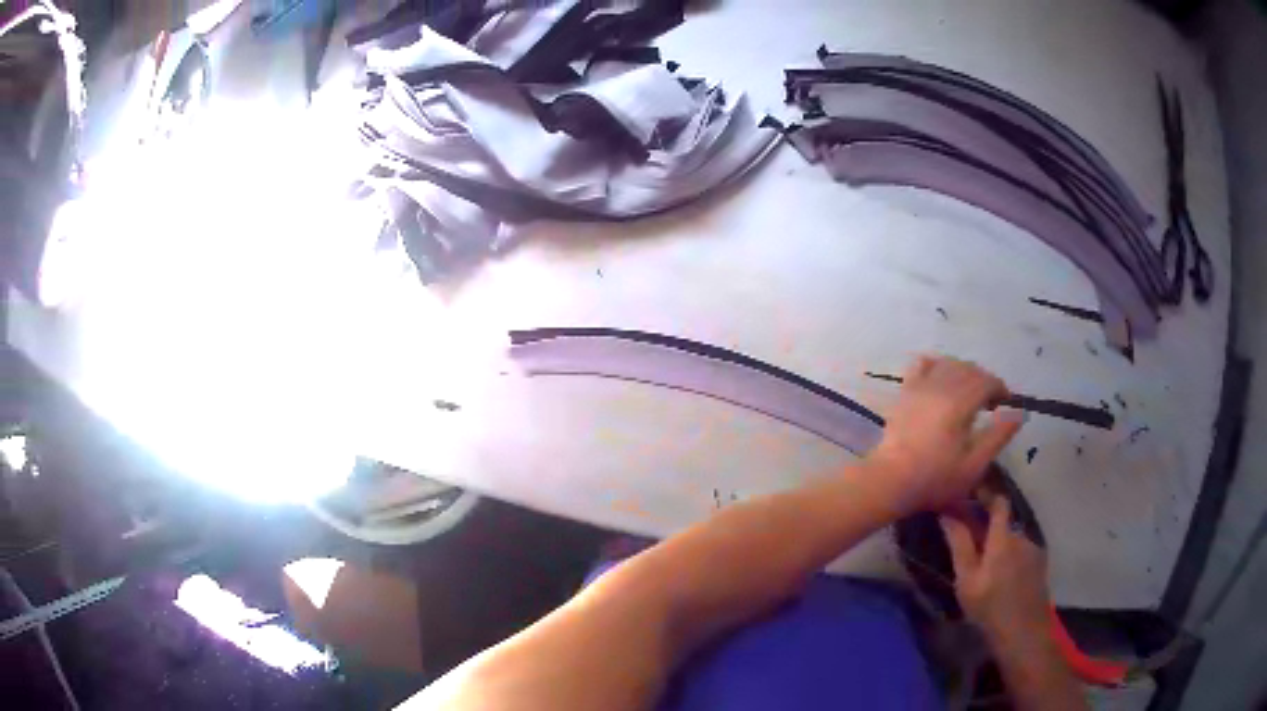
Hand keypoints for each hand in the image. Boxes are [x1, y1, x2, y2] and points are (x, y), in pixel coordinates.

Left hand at [867, 355, 1021, 512]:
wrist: (890, 481)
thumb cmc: (935, 478)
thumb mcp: (974, 464)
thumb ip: (998, 435)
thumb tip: (1019, 412)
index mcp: (960, 401)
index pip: (986, 381)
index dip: (1000, 388)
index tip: (1005, 403)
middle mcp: (940, 386)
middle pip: (969, 369)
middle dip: (984, 381)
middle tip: (990, 402)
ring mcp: (919, 386)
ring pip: (948, 364)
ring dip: (963, 372)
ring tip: (969, 393)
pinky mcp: (904, 392)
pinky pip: (921, 365)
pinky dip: (936, 365)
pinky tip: (940, 378)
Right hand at [942, 496, 1050, 644]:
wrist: (1023, 631)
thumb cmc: (989, 607)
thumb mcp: (966, 579)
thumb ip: (959, 544)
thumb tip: (947, 513)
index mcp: (1003, 536)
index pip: (999, 501)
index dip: (987, 494)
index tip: (970, 494)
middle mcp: (1022, 535)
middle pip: (1005, 522)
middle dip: (989, 528)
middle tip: (972, 543)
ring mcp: (1034, 549)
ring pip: (1013, 539)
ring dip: (1001, 545)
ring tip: (987, 565)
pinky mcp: (1040, 564)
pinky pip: (1022, 551)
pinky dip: (1011, 557)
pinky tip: (1003, 576)